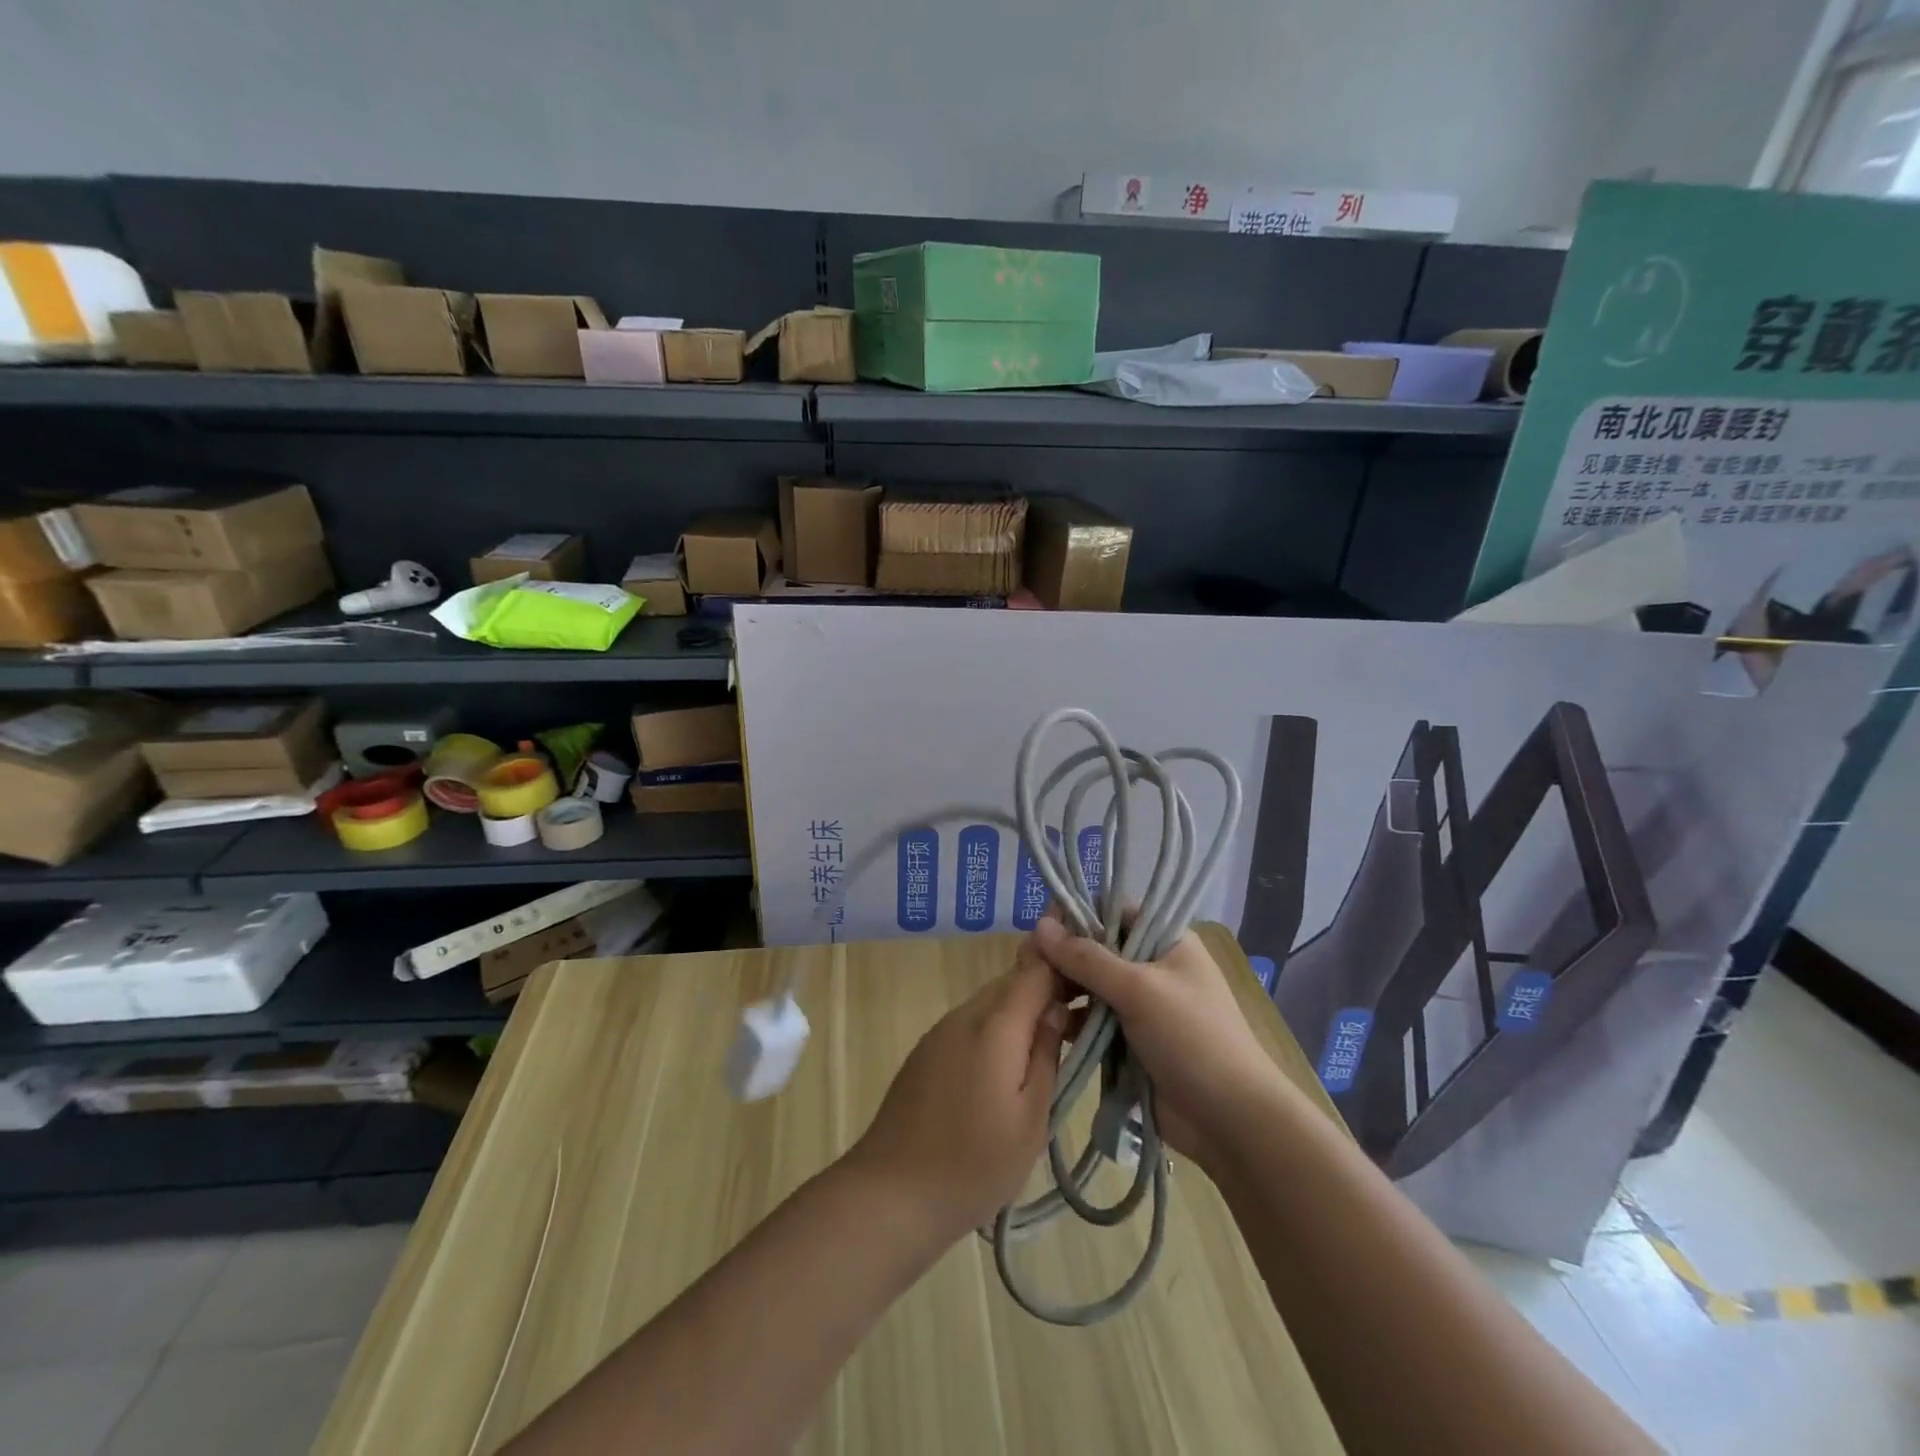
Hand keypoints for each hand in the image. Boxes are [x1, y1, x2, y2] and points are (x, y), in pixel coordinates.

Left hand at [848, 943, 1068, 1244]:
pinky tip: (1004, 1068)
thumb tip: (1056, 1011)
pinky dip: (994, 1031)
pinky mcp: (925, 1051)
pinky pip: (969, 1024)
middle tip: (1077, 1024)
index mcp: (995, 1026)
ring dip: (1019, 1013)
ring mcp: (940, 1031)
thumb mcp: (1031, 1118)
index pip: (1035, 971)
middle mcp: (964, 1015)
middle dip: (1044, 992)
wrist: (892, 1192)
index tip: (1091, 989)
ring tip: (1046, 1048)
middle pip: (1011, 983)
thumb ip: (1046, 1056)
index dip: (1065, 971)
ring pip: (989, 1003)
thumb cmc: (974, 1164)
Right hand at [1031, 917, 1283, 1171]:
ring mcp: (1141, 1006)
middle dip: (1065, 957)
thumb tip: (1039, 926)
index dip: (1079, 915)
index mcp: (1166, 941)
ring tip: (1036, 998)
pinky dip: (1073, 1021)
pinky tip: (1050, 1025)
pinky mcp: (1130, 1041)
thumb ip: (1087, 958)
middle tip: (1029, 966)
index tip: (1042, 927)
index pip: (1114, 912)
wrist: (1231, 1120)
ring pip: (1091, 986)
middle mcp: (1152, 966)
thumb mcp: (1139, 989)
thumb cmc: (1191, 1038)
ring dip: (1065, 990)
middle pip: (1098, 949)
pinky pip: (1093, 1020)